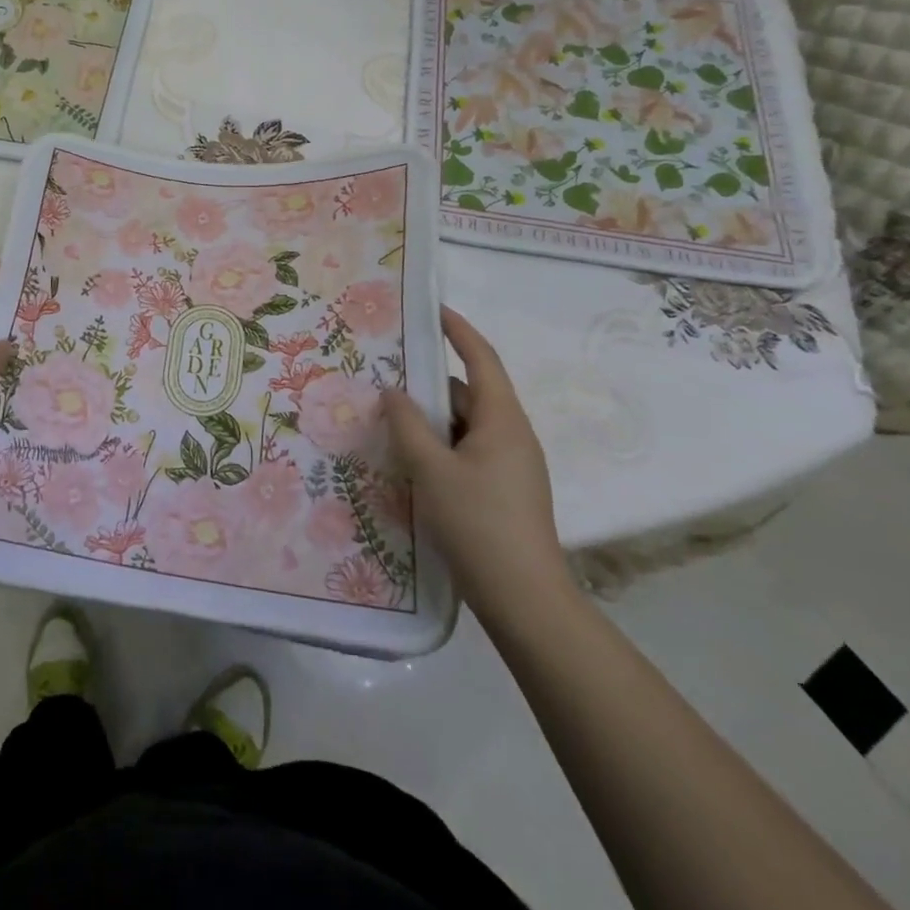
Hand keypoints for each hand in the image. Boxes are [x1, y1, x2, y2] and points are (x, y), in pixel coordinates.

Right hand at [382, 306, 572, 626]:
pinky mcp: (503, 490)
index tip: (432, 309)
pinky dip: (439, 445)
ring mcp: (510, 465)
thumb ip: (407, 425)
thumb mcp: (432, 470)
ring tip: (387, 418)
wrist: (524, 600)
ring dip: (430, 419)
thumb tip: (392, 391)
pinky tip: (409, 459)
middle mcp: (511, 435)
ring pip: (464, 426)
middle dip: (428, 382)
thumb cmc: (479, 524)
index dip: (457, 330)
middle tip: (385, 373)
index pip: (480, 359)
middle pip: (468, 393)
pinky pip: (466, 451)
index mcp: (503, 420)